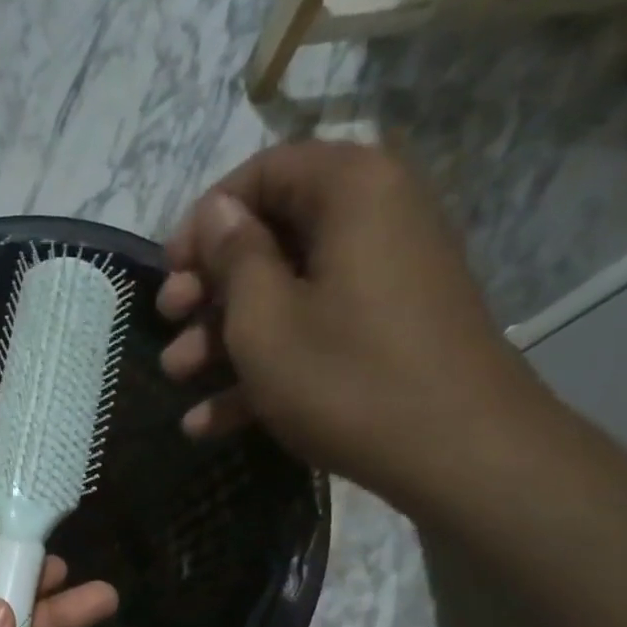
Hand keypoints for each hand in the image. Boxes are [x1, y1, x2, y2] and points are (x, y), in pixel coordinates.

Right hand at [157, 140, 550, 502]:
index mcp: (351, 190)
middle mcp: (374, 220)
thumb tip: (217, 212)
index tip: (169, 270)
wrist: (457, 452)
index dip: (205, 220)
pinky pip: (314, 335)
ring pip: (287, 295)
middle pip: (273, 238)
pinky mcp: (385, 335)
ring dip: (225, 338)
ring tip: (178, 378)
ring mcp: (383, 283)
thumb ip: (233, 258)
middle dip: (210, 288)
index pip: (263, 173)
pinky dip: (265, 370)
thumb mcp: (266, 321)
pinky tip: (209, 420)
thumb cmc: (347, 377)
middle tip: (169, 325)